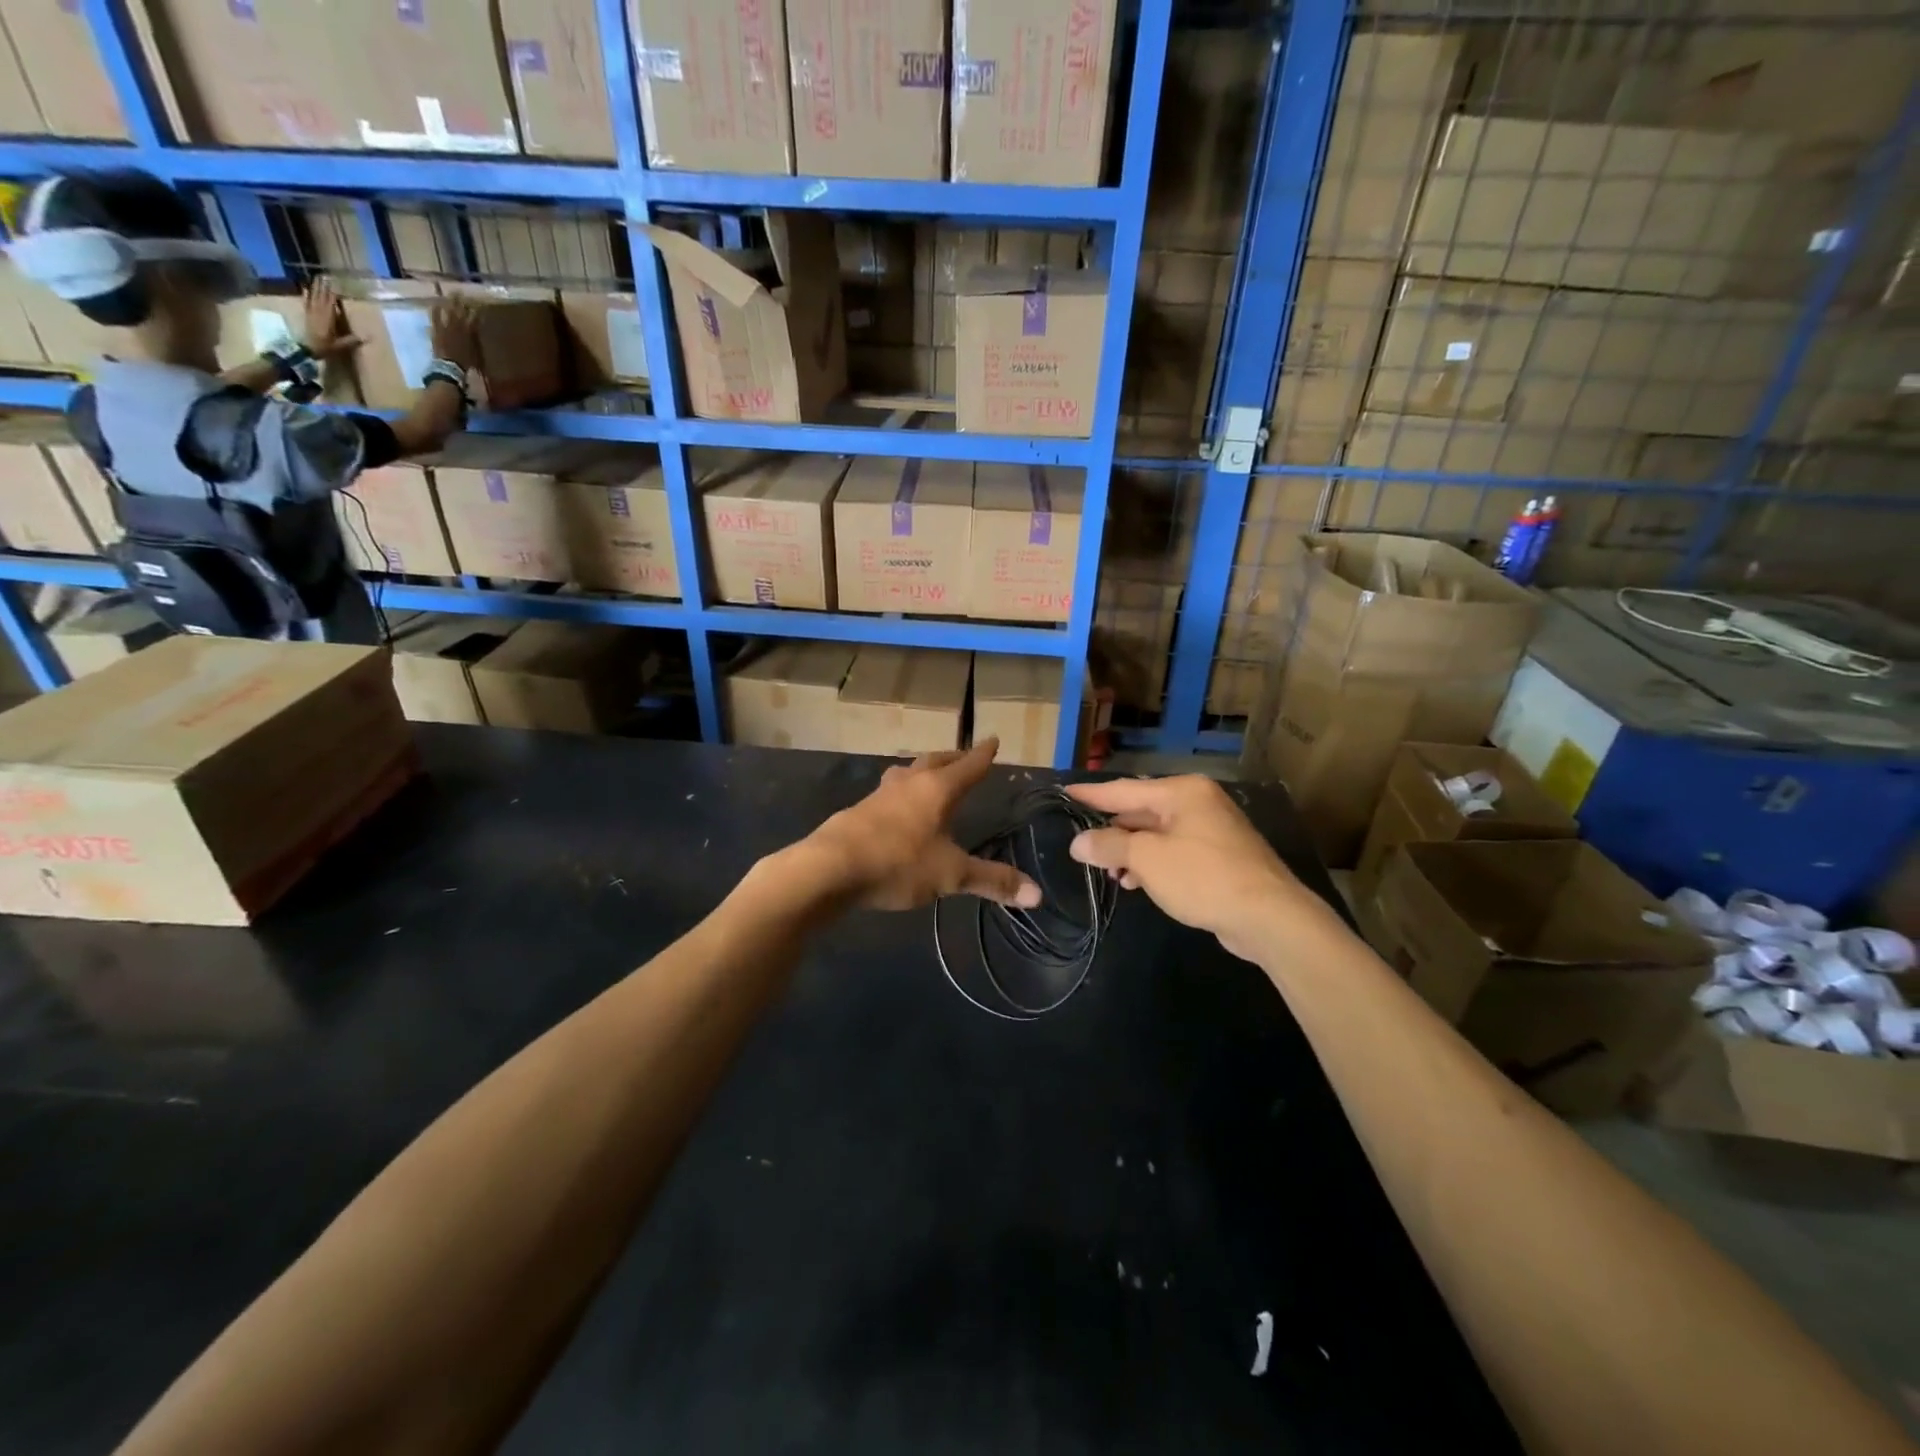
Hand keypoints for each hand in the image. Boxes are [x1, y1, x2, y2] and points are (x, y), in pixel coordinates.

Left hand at [302, 280, 361, 359]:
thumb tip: (369, 338)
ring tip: (316, 278)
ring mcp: (311, 312)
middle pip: (321, 296)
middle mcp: (318, 311)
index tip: (335, 283)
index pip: (331, 301)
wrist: (306, 349)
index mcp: (328, 317)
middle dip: (323, 286)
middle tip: (324, 276)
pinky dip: (306, 294)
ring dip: (314, 287)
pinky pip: (306, 302)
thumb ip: (353, 340)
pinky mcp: (306, 315)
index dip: (333, 292)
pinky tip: (305, 288)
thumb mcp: (341, 345)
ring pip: (313, 296)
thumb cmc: (325, 347)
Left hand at [430, 298, 480, 371]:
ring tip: (450, 295)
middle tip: (461, 292)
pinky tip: (435, 303)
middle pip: (460, 311)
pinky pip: (435, 316)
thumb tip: (476, 327)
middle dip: (461, 302)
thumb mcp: (476, 352)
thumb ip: (475, 339)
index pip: (473, 318)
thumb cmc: (466, 363)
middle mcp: (457, 326)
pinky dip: (435, 310)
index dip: (474, 311)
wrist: (449, 367)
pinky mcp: (436, 329)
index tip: (476, 304)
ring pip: (448, 311)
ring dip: (449, 303)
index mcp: (469, 333)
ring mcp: (445, 327)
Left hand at [797, 740, 1040, 911]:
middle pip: (935, 762)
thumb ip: (992, 882)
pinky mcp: (859, 812)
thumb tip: (1037, 895)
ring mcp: (880, 795)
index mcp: (937, 789)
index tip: (993, 739)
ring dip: (923, 771)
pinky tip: (898, 809)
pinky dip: (902, 794)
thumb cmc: (898, 863)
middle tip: (966, 756)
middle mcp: (909, 784)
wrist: (830, 868)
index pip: (968, 766)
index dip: (983, 754)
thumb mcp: (951, 875)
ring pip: (907, 773)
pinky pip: (888, 794)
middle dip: (954, 758)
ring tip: (930, 776)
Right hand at [1065, 776, 1335, 962]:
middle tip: (1081, 844)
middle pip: (1141, 811)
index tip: (1065, 792)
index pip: (1124, 789)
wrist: (1269, 916)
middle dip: (1112, 831)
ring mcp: (1212, 830)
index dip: (1091, 794)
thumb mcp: (1147, 860)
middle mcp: (1198, 803)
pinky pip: (1174, 852)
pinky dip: (1152, 865)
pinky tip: (1135, 883)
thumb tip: (1078, 842)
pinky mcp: (1220, 857)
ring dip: (1130, 853)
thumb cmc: (1203, 877)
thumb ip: (1109, 846)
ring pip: (1157, 835)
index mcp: (1181, 792)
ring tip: (1107, 874)